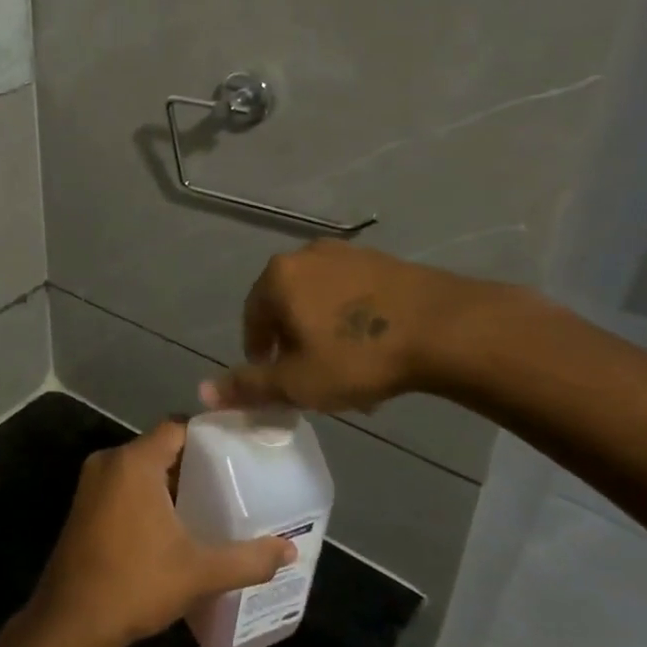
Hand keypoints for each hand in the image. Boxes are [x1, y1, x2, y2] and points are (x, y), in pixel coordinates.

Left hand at [30, 422, 295, 646]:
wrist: (71, 623)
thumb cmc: (136, 584)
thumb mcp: (199, 572)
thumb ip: (247, 559)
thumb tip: (290, 551)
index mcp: (134, 462)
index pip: (177, 427)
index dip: (208, 434)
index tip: (238, 448)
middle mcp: (109, 462)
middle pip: (159, 447)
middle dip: (193, 462)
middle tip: (231, 478)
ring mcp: (91, 485)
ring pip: (140, 468)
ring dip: (169, 481)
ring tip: (208, 500)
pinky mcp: (83, 507)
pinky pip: (123, 485)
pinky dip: (147, 495)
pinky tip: (172, 524)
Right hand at [201, 239, 510, 412]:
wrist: (444, 329)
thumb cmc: (357, 356)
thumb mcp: (297, 382)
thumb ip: (248, 387)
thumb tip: (203, 393)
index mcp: (278, 277)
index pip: (252, 318)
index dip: (259, 355)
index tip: (277, 381)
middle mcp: (306, 255)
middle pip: (286, 306)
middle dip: (294, 344)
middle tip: (312, 378)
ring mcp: (347, 253)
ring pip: (321, 301)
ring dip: (324, 334)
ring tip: (345, 369)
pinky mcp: (383, 260)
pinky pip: (352, 294)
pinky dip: (352, 321)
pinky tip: (373, 349)